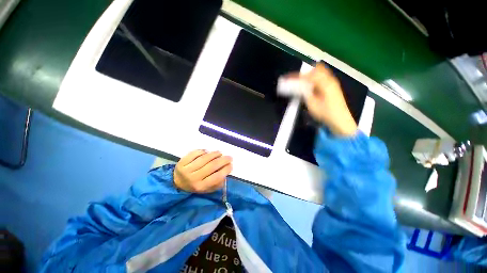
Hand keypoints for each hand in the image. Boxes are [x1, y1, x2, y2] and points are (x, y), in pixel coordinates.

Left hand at [174, 150, 232, 192]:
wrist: (177, 183)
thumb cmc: (196, 185)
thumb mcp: (208, 189)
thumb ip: (218, 182)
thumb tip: (226, 171)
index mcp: (200, 186)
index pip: (216, 177)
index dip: (226, 170)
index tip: (231, 165)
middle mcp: (193, 178)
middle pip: (212, 166)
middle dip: (223, 160)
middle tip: (229, 157)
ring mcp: (186, 169)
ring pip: (204, 158)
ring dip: (214, 154)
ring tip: (220, 153)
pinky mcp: (182, 161)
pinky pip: (195, 153)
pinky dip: (203, 151)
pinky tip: (207, 152)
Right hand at [286, 63, 356, 136]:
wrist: (340, 120)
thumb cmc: (325, 113)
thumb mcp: (312, 104)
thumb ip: (305, 93)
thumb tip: (299, 86)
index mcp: (324, 83)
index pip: (307, 75)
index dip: (296, 76)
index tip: (287, 78)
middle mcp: (330, 79)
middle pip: (315, 69)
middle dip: (304, 73)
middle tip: (295, 80)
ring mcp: (332, 82)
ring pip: (320, 71)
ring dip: (309, 75)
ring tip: (301, 82)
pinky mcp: (333, 86)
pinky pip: (322, 77)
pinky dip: (314, 78)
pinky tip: (310, 86)